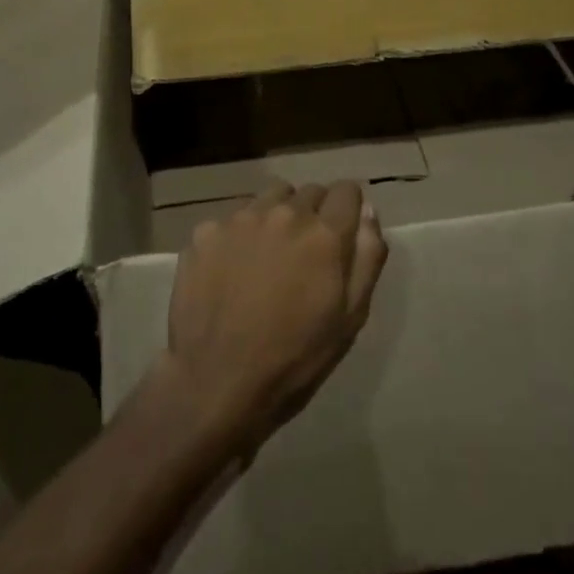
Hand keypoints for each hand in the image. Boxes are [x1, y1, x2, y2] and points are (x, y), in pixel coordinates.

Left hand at [164, 180, 387, 454]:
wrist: (216, 382)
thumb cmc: (294, 357)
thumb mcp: (350, 317)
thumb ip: (367, 256)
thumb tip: (367, 211)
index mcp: (323, 234)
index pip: (347, 191)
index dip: (348, 209)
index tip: (342, 234)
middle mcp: (283, 213)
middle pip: (309, 192)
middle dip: (314, 214)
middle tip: (304, 255)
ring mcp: (240, 219)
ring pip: (270, 197)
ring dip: (276, 216)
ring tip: (268, 256)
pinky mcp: (206, 231)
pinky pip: (232, 218)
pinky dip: (238, 235)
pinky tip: (231, 269)